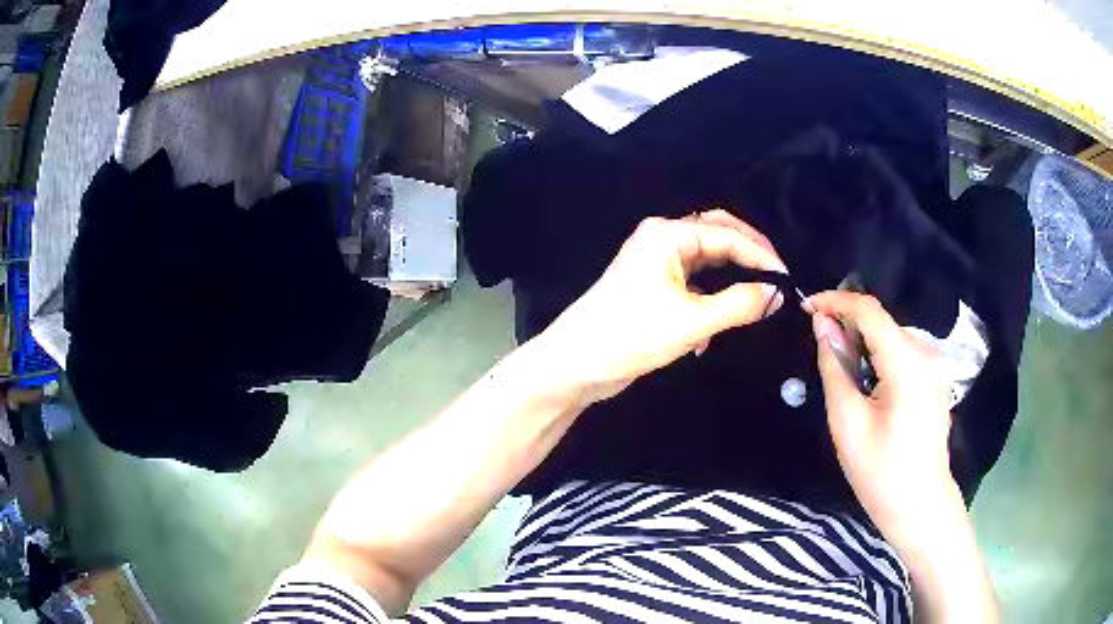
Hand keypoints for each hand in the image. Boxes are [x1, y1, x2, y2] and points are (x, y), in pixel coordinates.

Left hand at [536, 211, 787, 402]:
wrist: (576, 363)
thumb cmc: (631, 335)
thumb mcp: (692, 322)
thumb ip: (739, 304)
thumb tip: (777, 294)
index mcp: (668, 235)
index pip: (727, 234)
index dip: (761, 255)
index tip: (787, 279)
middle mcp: (662, 239)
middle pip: (717, 236)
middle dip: (748, 256)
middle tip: (775, 279)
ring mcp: (655, 262)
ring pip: (706, 261)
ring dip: (728, 281)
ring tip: (752, 303)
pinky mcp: (652, 286)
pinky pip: (692, 283)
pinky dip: (708, 301)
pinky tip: (709, 336)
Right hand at [806, 291, 960, 549]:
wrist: (920, 506)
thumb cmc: (880, 472)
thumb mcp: (848, 422)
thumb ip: (834, 367)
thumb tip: (822, 325)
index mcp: (907, 362)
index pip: (869, 311)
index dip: (835, 301)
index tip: (805, 307)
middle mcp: (926, 354)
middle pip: (882, 321)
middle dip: (848, 323)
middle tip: (818, 344)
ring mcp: (934, 367)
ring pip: (891, 336)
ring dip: (863, 341)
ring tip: (839, 365)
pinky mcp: (934, 381)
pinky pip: (902, 353)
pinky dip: (879, 355)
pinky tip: (866, 381)